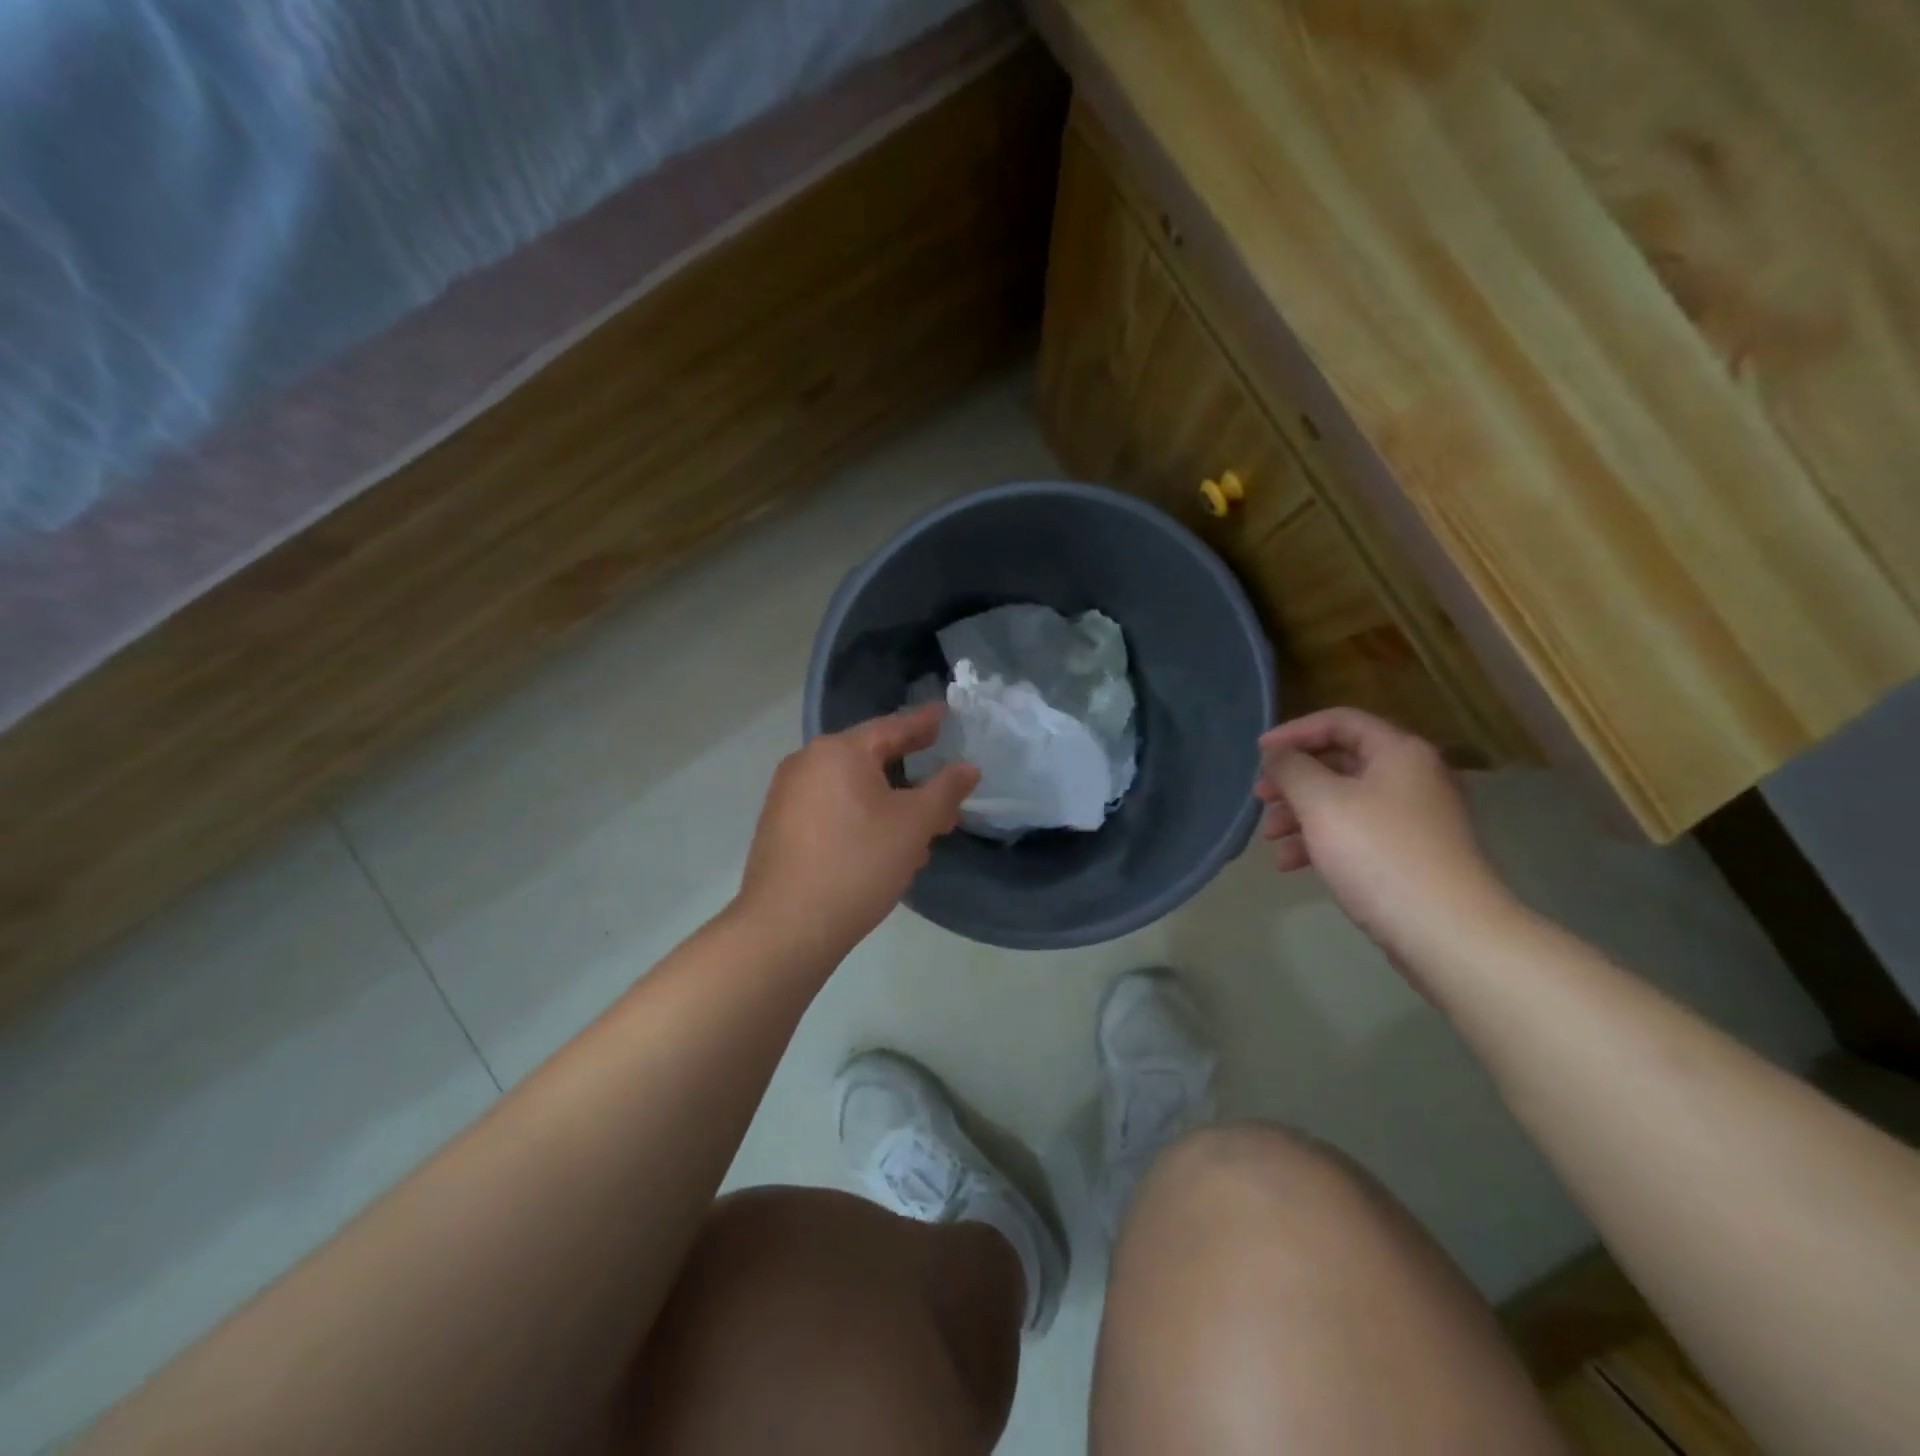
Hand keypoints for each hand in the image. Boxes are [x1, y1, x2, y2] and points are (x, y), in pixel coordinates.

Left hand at [736, 703, 979, 965]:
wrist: (786, 927)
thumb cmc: (857, 863)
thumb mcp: (913, 825)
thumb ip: (945, 790)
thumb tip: (968, 768)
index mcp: (838, 751)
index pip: (892, 727)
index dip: (924, 723)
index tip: (947, 714)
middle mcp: (807, 763)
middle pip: (870, 758)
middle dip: (911, 772)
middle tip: (944, 780)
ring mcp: (787, 796)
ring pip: (851, 788)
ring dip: (889, 802)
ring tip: (922, 826)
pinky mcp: (780, 827)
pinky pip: (832, 809)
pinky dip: (862, 818)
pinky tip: (883, 846)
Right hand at [1255, 708, 1514, 963]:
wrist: (1447, 931)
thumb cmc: (1379, 853)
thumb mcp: (1322, 802)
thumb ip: (1292, 768)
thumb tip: (1277, 754)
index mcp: (1398, 753)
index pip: (1339, 722)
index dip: (1294, 732)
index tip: (1258, 754)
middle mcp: (1411, 777)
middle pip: (1339, 763)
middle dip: (1293, 780)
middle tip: (1260, 798)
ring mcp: (1413, 819)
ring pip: (1343, 801)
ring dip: (1300, 814)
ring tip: (1269, 838)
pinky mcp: (1409, 855)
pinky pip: (1355, 834)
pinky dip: (1321, 841)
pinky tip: (1291, 864)